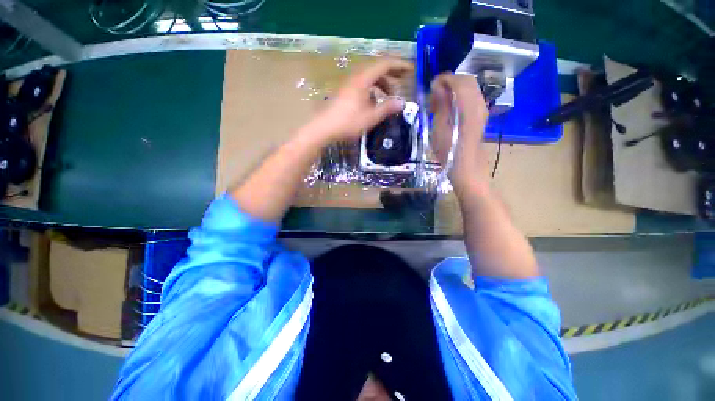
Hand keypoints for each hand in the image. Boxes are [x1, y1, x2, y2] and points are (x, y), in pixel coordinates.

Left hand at [308, 59, 412, 143]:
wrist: (323, 128)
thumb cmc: (348, 122)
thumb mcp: (370, 117)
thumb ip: (387, 108)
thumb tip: (401, 102)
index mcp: (363, 79)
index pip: (384, 64)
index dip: (399, 65)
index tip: (411, 71)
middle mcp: (355, 77)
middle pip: (376, 68)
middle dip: (392, 73)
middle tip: (403, 81)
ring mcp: (348, 84)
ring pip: (369, 77)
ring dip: (382, 83)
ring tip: (389, 95)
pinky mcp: (344, 92)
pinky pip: (362, 84)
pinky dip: (372, 89)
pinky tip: (374, 102)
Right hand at [429, 73, 489, 191]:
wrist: (465, 165)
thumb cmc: (448, 150)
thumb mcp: (438, 127)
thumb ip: (440, 104)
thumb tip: (438, 86)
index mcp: (467, 104)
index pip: (458, 80)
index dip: (444, 79)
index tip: (431, 87)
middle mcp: (478, 102)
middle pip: (466, 81)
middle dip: (449, 83)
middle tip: (435, 96)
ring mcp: (482, 108)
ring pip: (470, 88)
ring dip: (455, 90)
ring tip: (440, 103)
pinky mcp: (481, 115)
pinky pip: (472, 97)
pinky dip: (460, 97)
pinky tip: (450, 110)